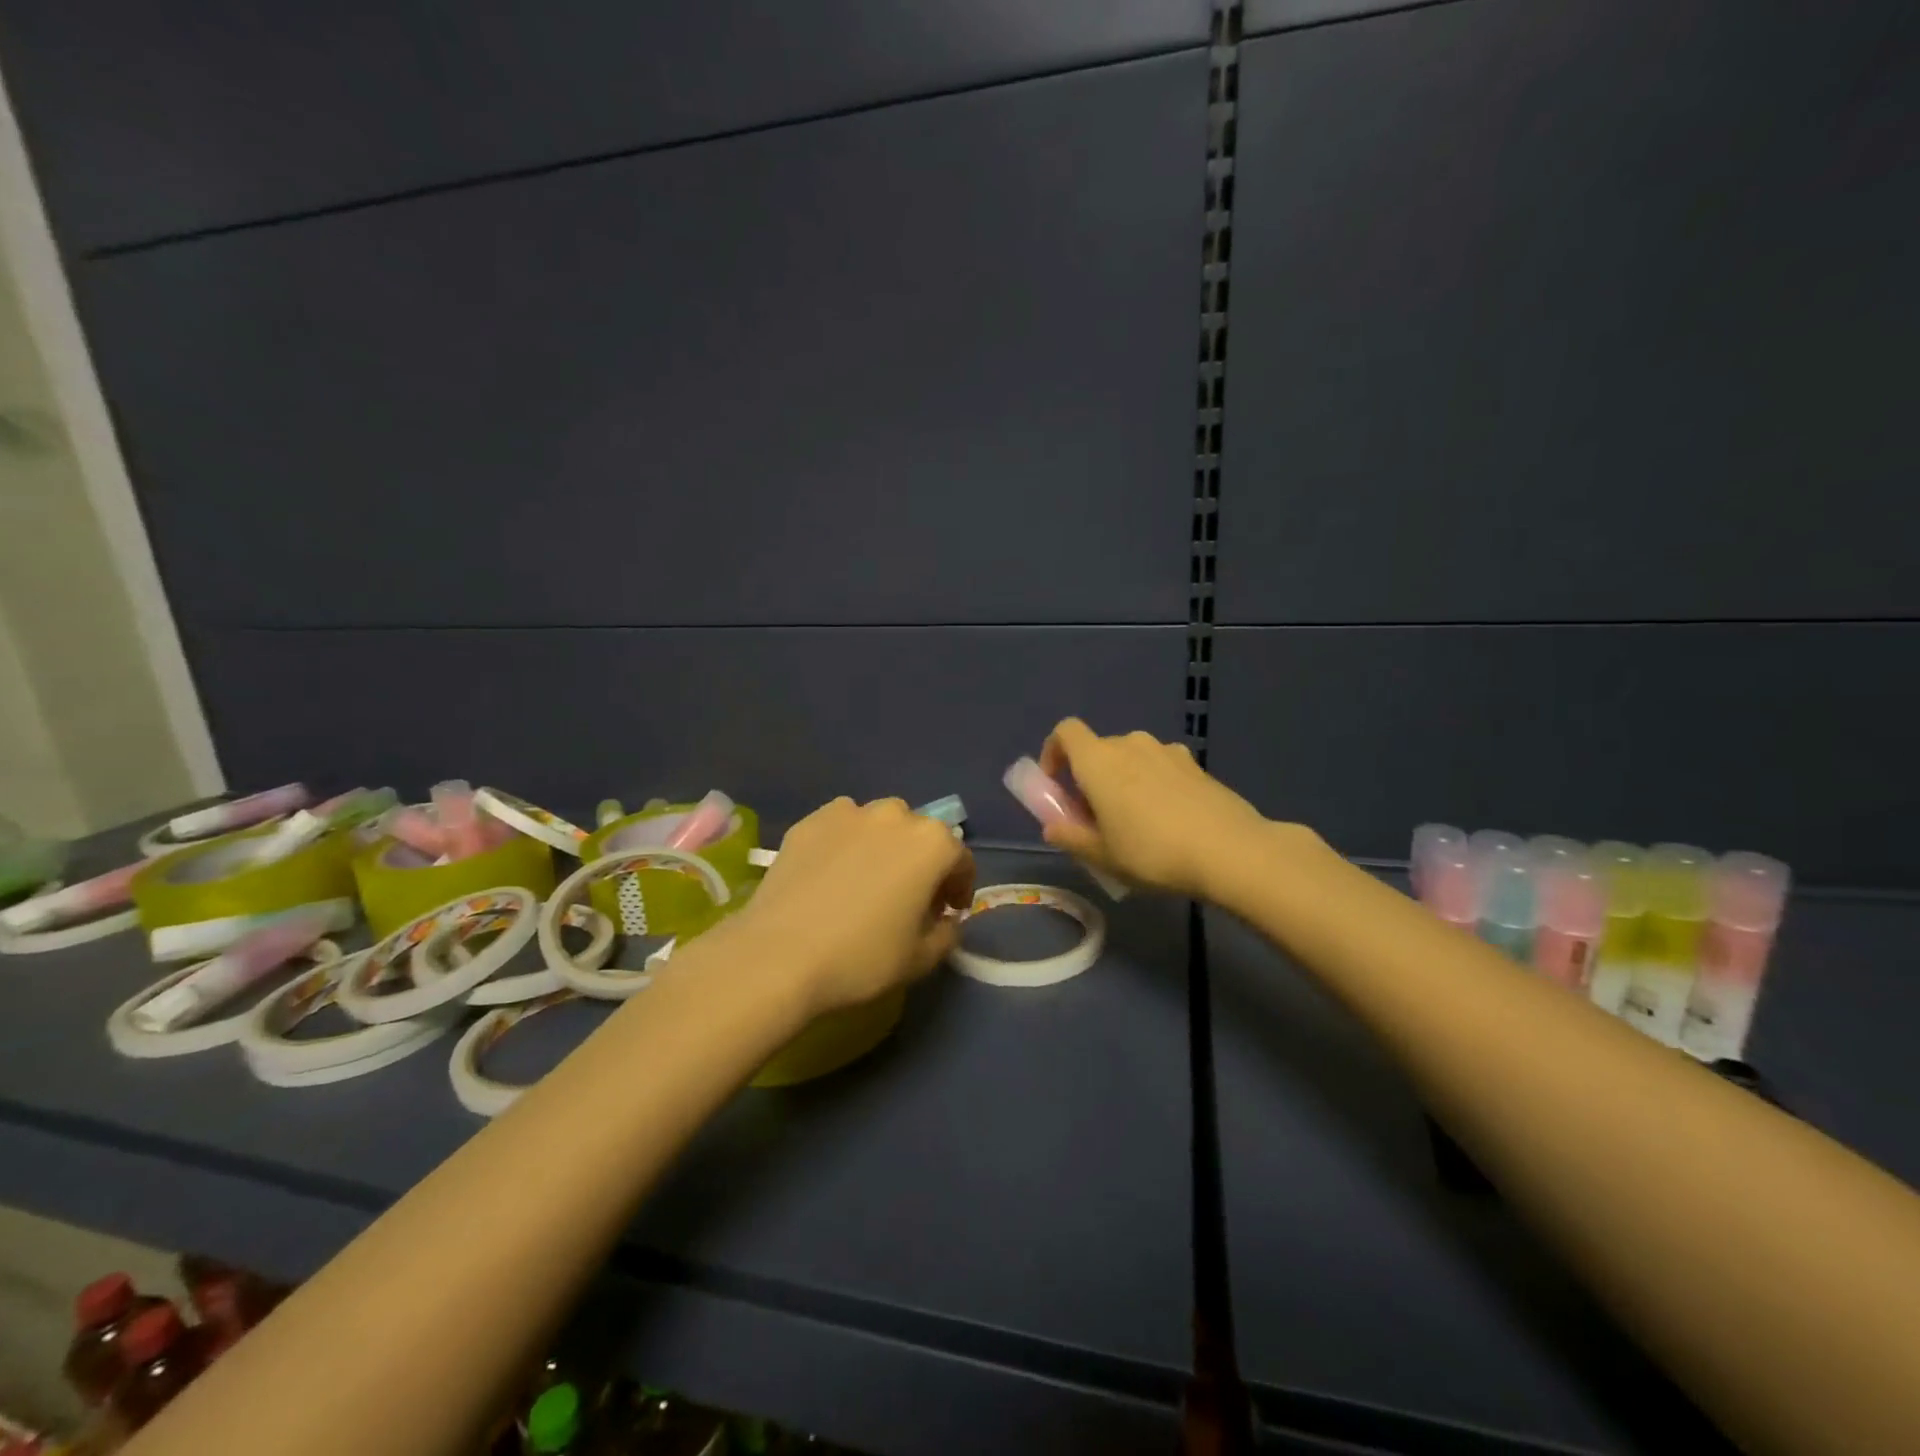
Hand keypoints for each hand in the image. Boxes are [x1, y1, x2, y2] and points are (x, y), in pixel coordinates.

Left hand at [725, 797, 974, 1015]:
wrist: (780, 955)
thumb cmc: (862, 958)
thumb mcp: (921, 958)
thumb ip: (946, 933)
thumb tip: (945, 920)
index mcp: (932, 843)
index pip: (960, 860)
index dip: (959, 887)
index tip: (949, 911)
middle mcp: (895, 816)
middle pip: (920, 835)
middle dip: (921, 862)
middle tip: (909, 896)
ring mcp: (849, 813)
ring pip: (879, 825)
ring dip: (883, 846)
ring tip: (867, 879)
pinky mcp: (809, 821)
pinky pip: (840, 828)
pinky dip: (845, 844)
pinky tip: (831, 874)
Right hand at [1038, 719, 1271, 898]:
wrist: (1229, 850)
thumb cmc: (1152, 852)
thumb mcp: (1101, 855)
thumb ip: (1070, 837)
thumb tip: (1052, 827)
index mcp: (1098, 760)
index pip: (1065, 732)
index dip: (1053, 752)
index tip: (1056, 785)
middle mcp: (1130, 744)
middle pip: (1099, 749)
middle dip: (1090, 777)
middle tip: (1095, 817)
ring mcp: (1167, 751)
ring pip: (1132, 758)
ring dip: (1124, 780)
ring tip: (1135, 821)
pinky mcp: (1195, 764)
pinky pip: (1160, 767)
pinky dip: (1154, 783)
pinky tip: (1169, 819)